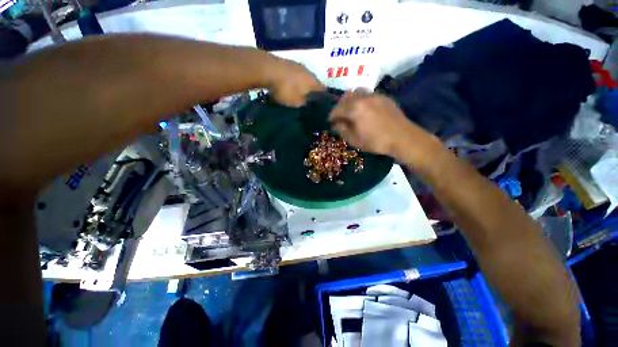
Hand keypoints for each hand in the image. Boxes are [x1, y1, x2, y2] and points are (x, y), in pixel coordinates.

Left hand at [268, 58, 324, 106]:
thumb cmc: (286, 89)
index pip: (324, 92)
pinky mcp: (288, 64)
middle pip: (314, 85)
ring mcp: (298, 66)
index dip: (323, 101)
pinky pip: (294, 77)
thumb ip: (306, 106)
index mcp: (314, 82)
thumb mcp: (297, 103)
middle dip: (312, 95)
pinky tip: (288, 88)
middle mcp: (309, 72)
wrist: (267, 70)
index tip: (319, 109)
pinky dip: (293, 83)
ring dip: (302, 88)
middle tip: (307, 105)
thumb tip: (310, 108)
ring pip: (304, 80)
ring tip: (297, 97)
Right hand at [329, 90, 441, 166]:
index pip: (337, 109)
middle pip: (346, 97)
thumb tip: (336, 124)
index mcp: (354, 108)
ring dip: (350, 101)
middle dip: (339, 106)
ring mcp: (375, 95)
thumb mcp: (354, 140)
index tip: (330, 122)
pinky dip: (362, 101)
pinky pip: (368, 95)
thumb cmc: (376, 141)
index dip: (331, 116)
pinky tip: (365, 110)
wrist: (402, 138)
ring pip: (357, 93)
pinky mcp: (384, 97)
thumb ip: (342, 130)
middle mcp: (363, 98)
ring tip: (351, 111)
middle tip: (339, 116)